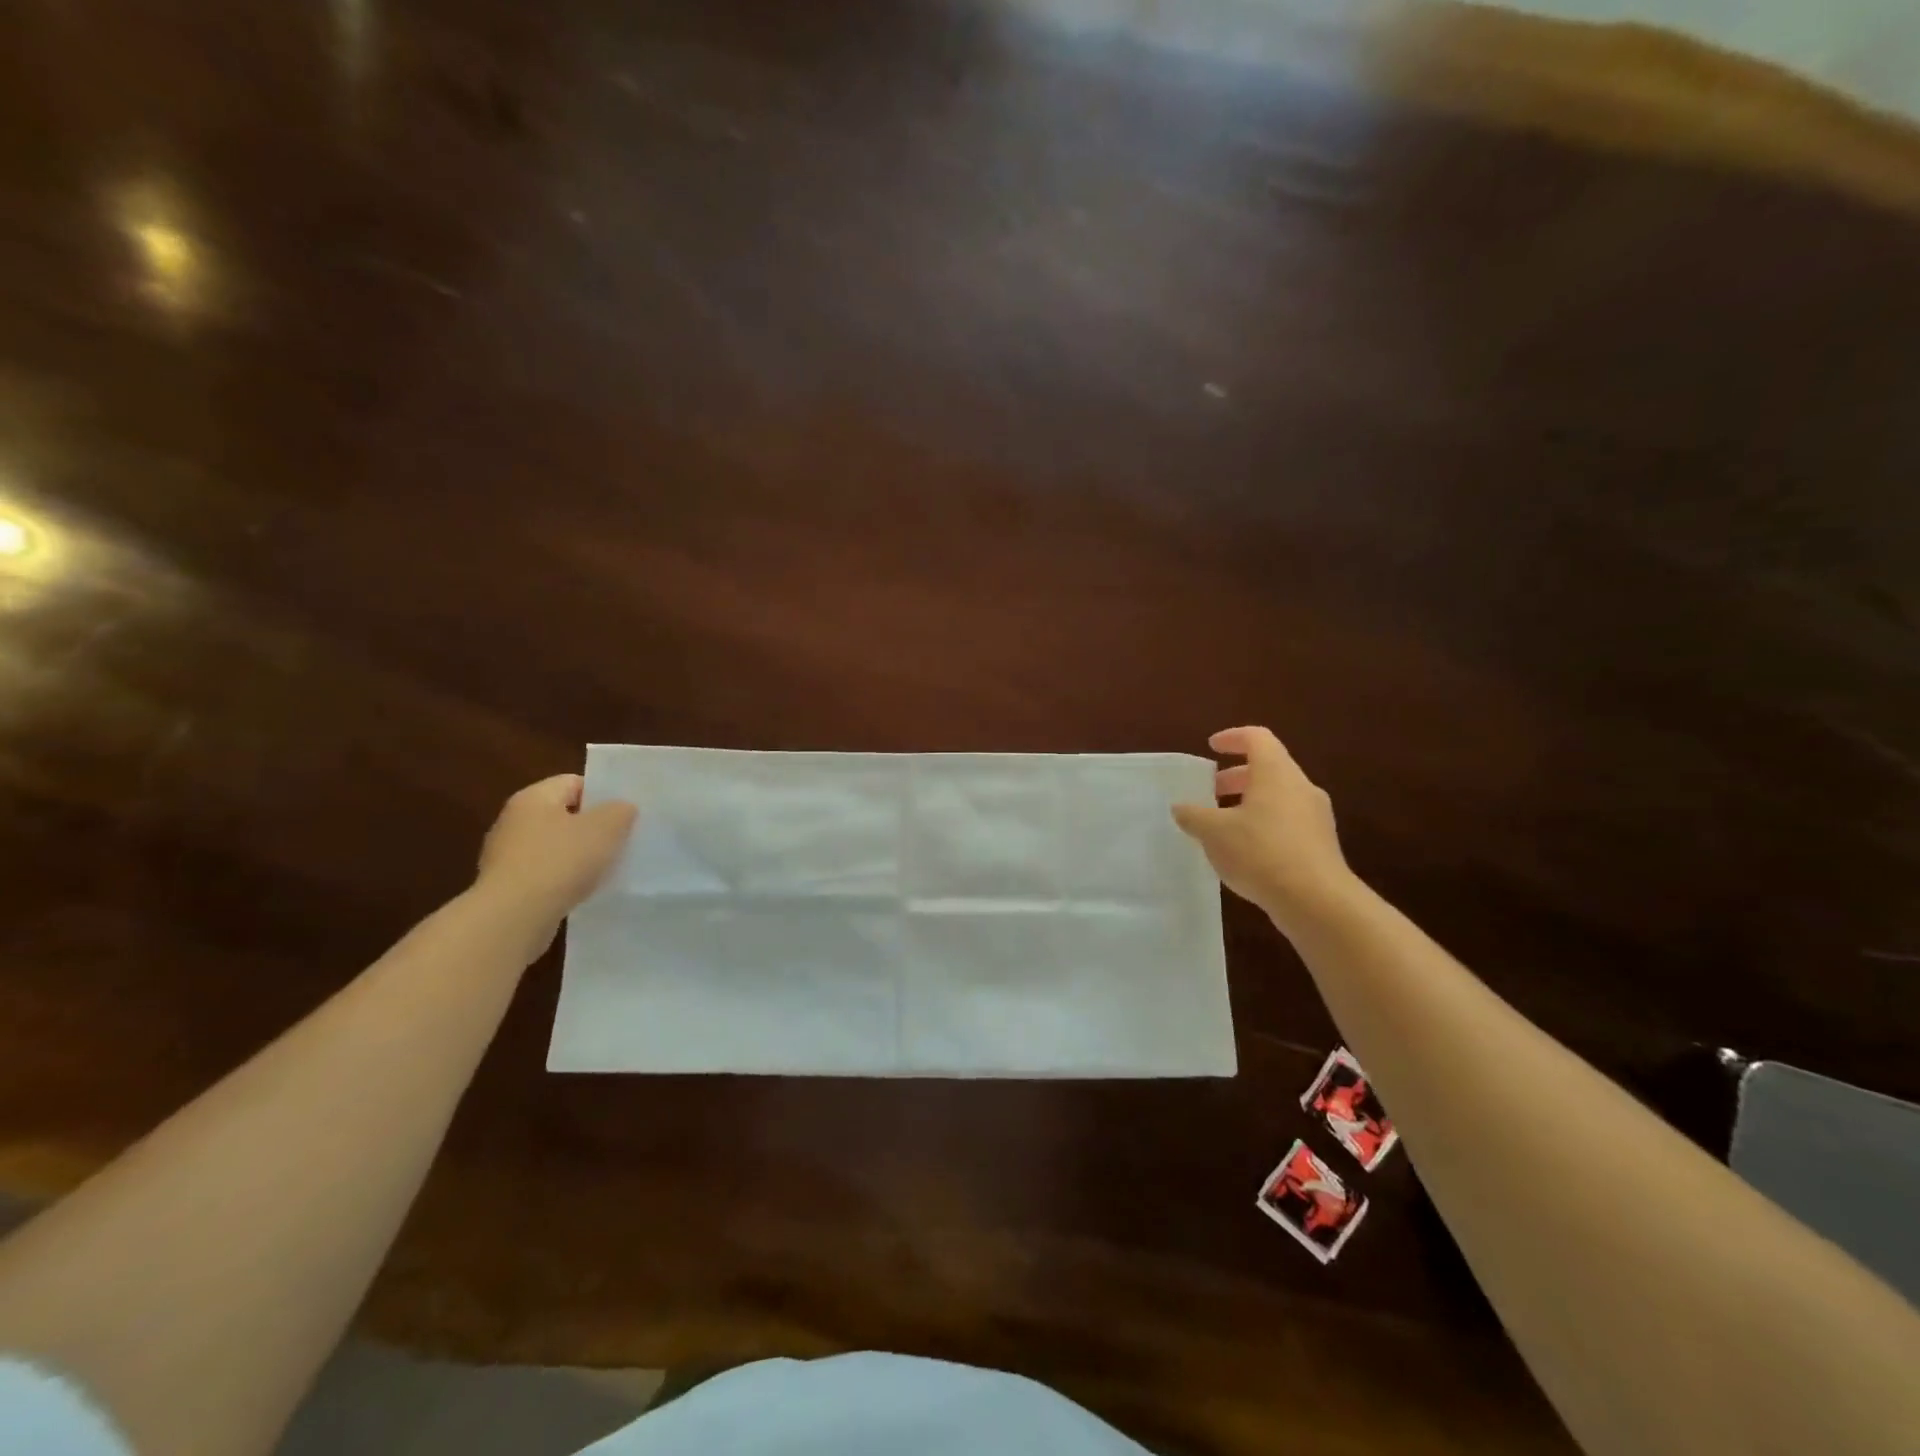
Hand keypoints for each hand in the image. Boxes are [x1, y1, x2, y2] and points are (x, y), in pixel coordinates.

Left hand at [474, 775, 637, 951]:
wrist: (514, 917)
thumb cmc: (561, 861)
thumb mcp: (606, 828)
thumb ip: (620, 811)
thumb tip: (621, 809)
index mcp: (533, 797)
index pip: (574, 782)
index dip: (603, 795)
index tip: (625, 815)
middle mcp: (513, 820)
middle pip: (563, 815)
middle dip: (592, 827)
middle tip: (620, 841)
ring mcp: (505, 856)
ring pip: (554, 847)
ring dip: (578, 856)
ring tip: (605, 869)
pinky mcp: (506, 887)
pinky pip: (544, 874)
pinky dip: (563, 880)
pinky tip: (580, 892)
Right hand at [1172, 726, 1354, 931]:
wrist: (1317, 902)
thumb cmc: (1261, 852)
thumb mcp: (1214, 832)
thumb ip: (1194, 816)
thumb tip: (1180, 807)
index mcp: (1276, 773)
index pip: (1257, 738)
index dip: (1232, 737)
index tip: (1211, 747)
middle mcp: (1300, 787)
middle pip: (1268, 768)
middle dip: (1235, 777)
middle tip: (1210, 792)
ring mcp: (1315, 817)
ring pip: (1278, 797)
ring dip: (1249, 803)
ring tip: (1223, 825)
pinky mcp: (1321, 845)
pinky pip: (1288, 822)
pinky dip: (1264, 825)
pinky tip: (1245, 852)